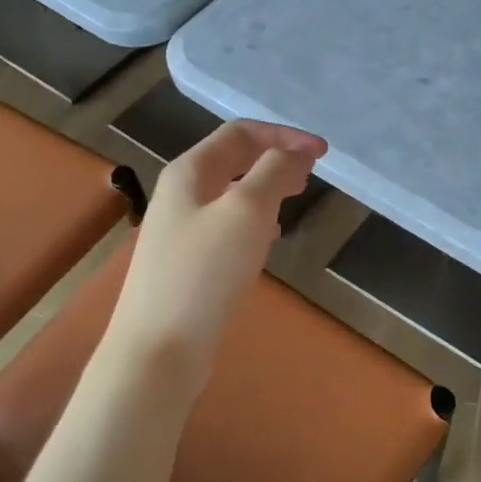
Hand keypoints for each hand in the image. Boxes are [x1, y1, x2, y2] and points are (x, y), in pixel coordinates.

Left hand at [105, 119, 325, 383]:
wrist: (158, 348)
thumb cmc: (204, 272)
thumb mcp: (247, 211)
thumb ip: (274, 172)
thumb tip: (296, 152)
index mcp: (189, 171)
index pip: (241, 133)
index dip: (284, 135)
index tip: (322, 154)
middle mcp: (181, 193)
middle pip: (233, 159)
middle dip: (274, 158)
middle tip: (309, 175)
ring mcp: (180, 229)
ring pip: (231, 193)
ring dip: (265, 189)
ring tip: (293, 201)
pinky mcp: (187, 263)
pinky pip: (226, 225)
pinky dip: (254, 220)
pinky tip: (267, 240)